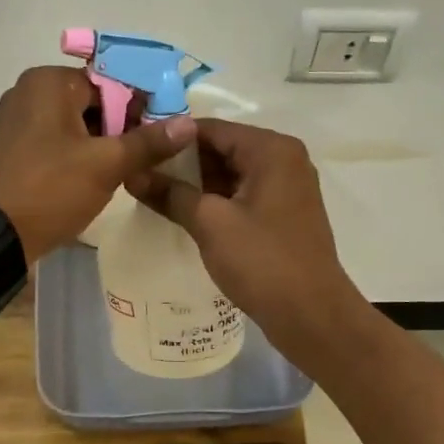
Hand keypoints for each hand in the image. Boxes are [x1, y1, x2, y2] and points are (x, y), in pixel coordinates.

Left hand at [0, 66, 195, 261]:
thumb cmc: (50, 189)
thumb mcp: (106, 165)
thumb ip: (148, 142)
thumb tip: (188, 124)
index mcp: (50, 82)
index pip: (112, 81)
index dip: (141, 107)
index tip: (161, 135)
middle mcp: (30, 91)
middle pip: (94, 101)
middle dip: (121, 127)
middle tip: (145, 158)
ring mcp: (18, 119)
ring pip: (77, 123)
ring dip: (102, 143)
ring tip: (125, 171)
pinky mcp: (14, 146)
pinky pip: (57, 140)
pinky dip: (79, 153)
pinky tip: (95, 178)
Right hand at [124, 119, 364, 362]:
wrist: (312, 315)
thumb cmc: (262, 261)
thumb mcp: (210, 223)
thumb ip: (170, 193)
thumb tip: (131, 174)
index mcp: (271, 149)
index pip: (211, 128)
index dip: (171, 139)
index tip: (137, 152)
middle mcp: (284, 159)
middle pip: (223, 148)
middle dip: (183, 163)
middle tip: (141, 176)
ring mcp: (287, 188)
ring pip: (232, 173)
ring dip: (197, 184)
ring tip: (155, 195)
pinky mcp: (284, 214)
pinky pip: (243, 195)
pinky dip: (216, 201)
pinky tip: (185, 214)